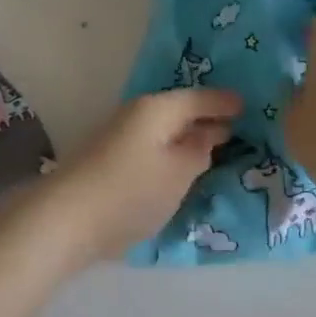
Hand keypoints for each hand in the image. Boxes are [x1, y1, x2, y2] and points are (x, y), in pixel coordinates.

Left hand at [39, 89, 241, 263]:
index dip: (225, 102)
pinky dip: (171, 152)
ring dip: (187, 137)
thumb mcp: (179, 172)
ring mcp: (119, 136)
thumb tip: (210, 133)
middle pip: (179, 111)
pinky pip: (152, 147)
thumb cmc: (131, 191)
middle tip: (240, 128)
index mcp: (157, 108)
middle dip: (207, 118)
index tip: (250, 106)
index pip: (199, 97)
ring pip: (164, 130)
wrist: (65, 219)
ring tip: (215, 148)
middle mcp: (136, 114)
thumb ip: (200, 150)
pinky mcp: (109, 160)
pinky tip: (181, 166)